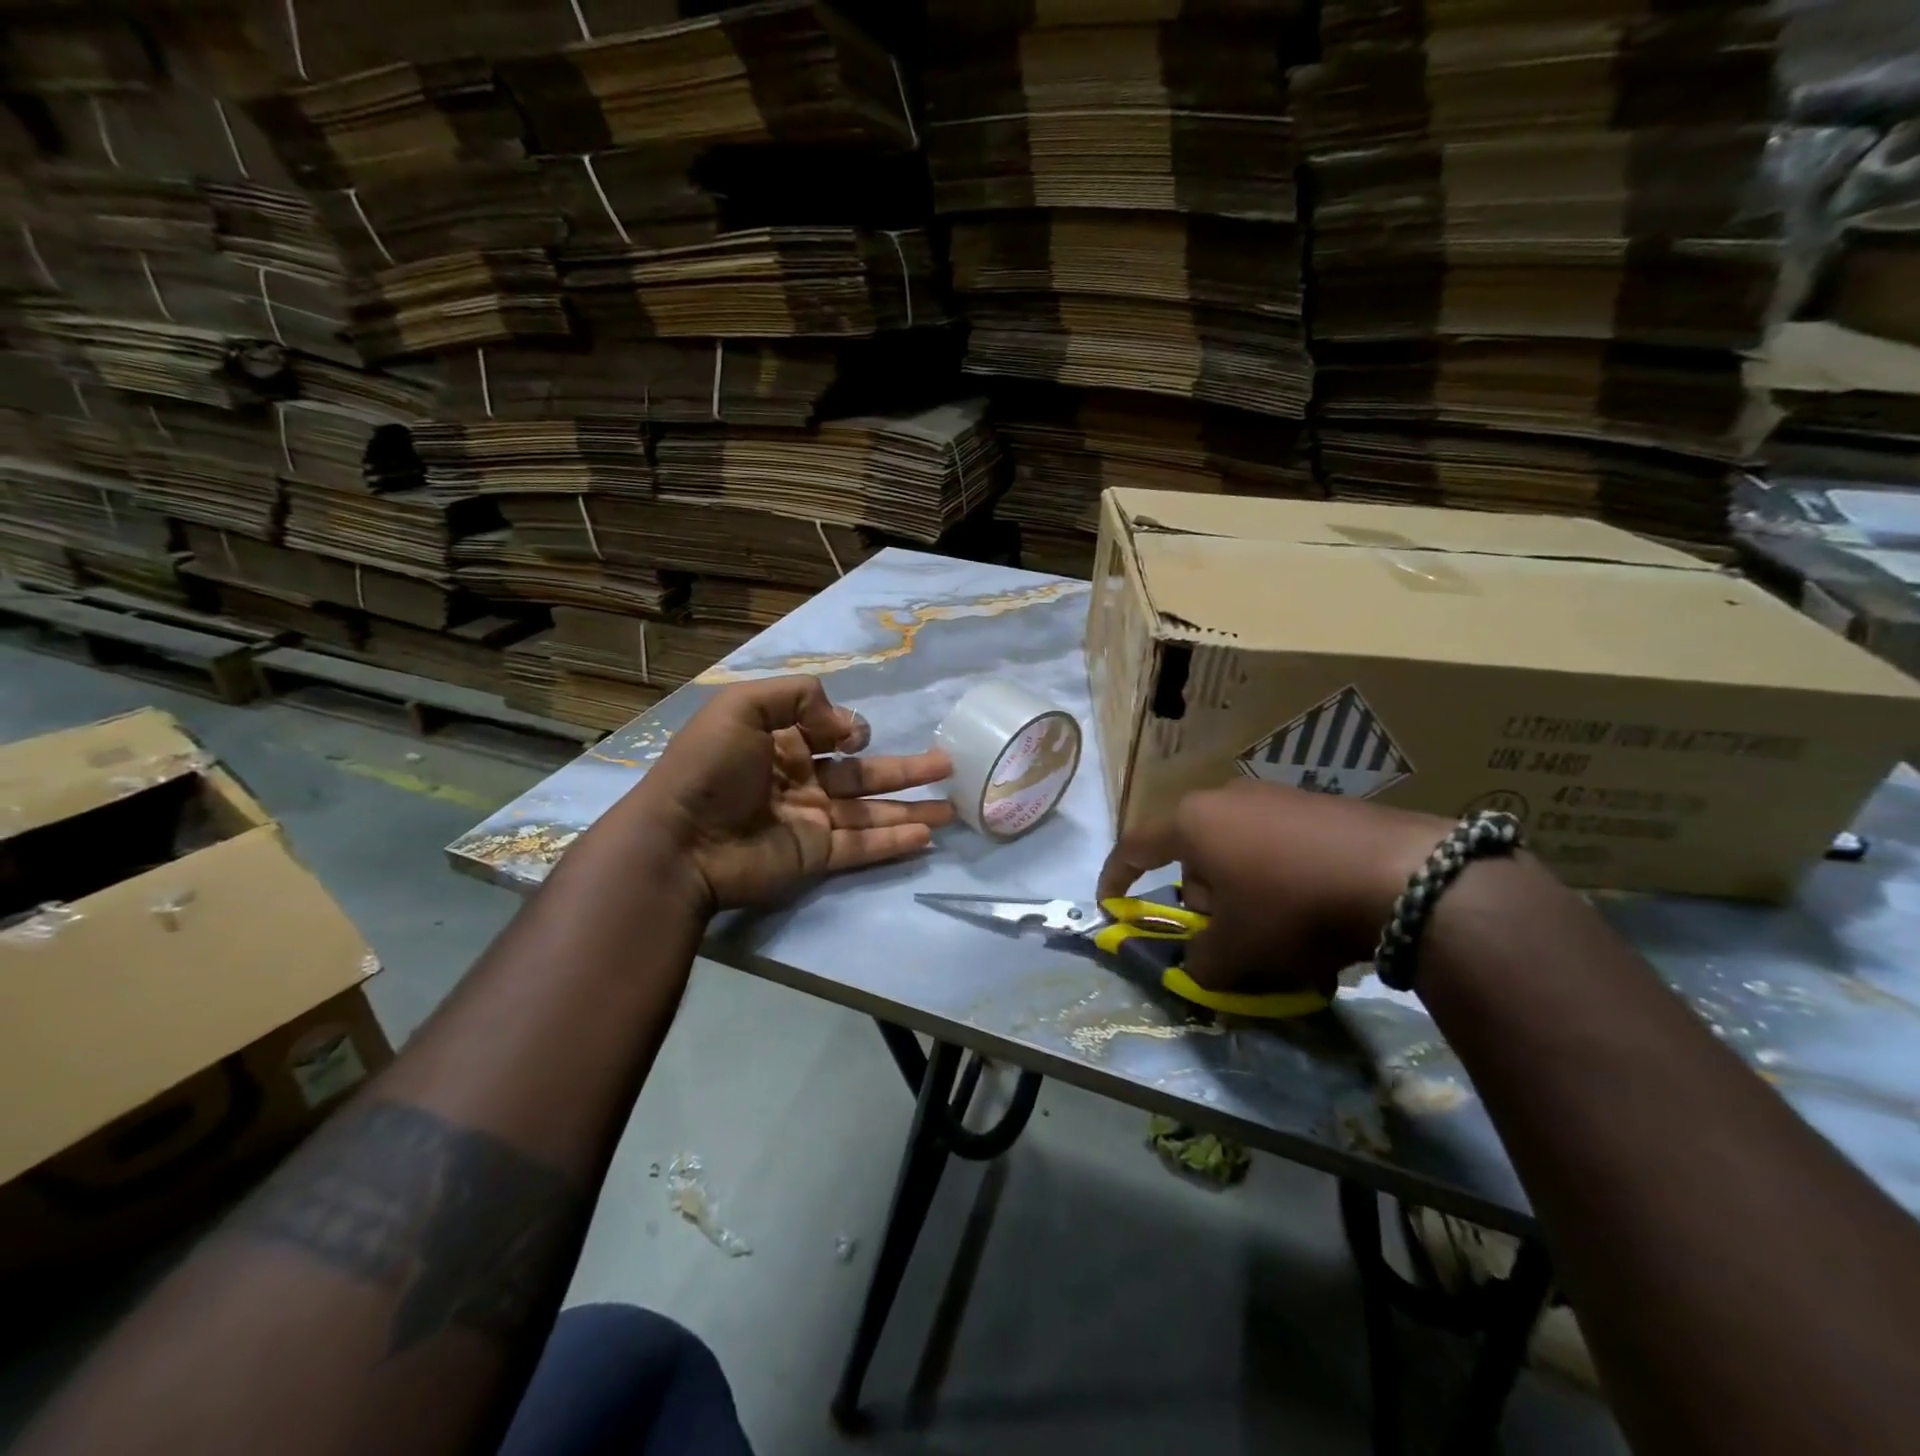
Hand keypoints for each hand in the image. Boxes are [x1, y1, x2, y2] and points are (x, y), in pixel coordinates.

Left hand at [614, 676, 952, 913]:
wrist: (679, 841)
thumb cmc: (709, 768)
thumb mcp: (741, 706)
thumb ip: (797, 697)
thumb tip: (845, 726)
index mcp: (781, 744)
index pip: (831, 735)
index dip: (852, 730)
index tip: (857, 735)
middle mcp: (801, 781)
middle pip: (864, 774)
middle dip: (906, 769)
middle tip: (948, 765)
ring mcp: (811, 821)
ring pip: (872, 811)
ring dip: (912, 807)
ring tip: (954, 806)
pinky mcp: (816, 856)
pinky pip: (863, 845)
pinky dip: (895, 841)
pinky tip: (927, 834)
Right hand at [1096, 781, 1453, 996]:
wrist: (1404, 876)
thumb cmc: (1292, 907)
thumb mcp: (1235, 952)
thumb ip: (1199, 964)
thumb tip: (1198, 966)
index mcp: (1193, 823)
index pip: (1135, 847)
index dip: (1116, 878)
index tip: (1110, 906)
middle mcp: (1227, 798)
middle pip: (1194, 856)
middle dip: (1202, 901)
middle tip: (1226, 940)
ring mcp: (1277, 797)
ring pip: (1239, 854)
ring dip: (1244, 895)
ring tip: (1281, 938)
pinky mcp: (1321, 806)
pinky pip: (1281, 849)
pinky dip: (1282, 883)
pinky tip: (1316, 916)